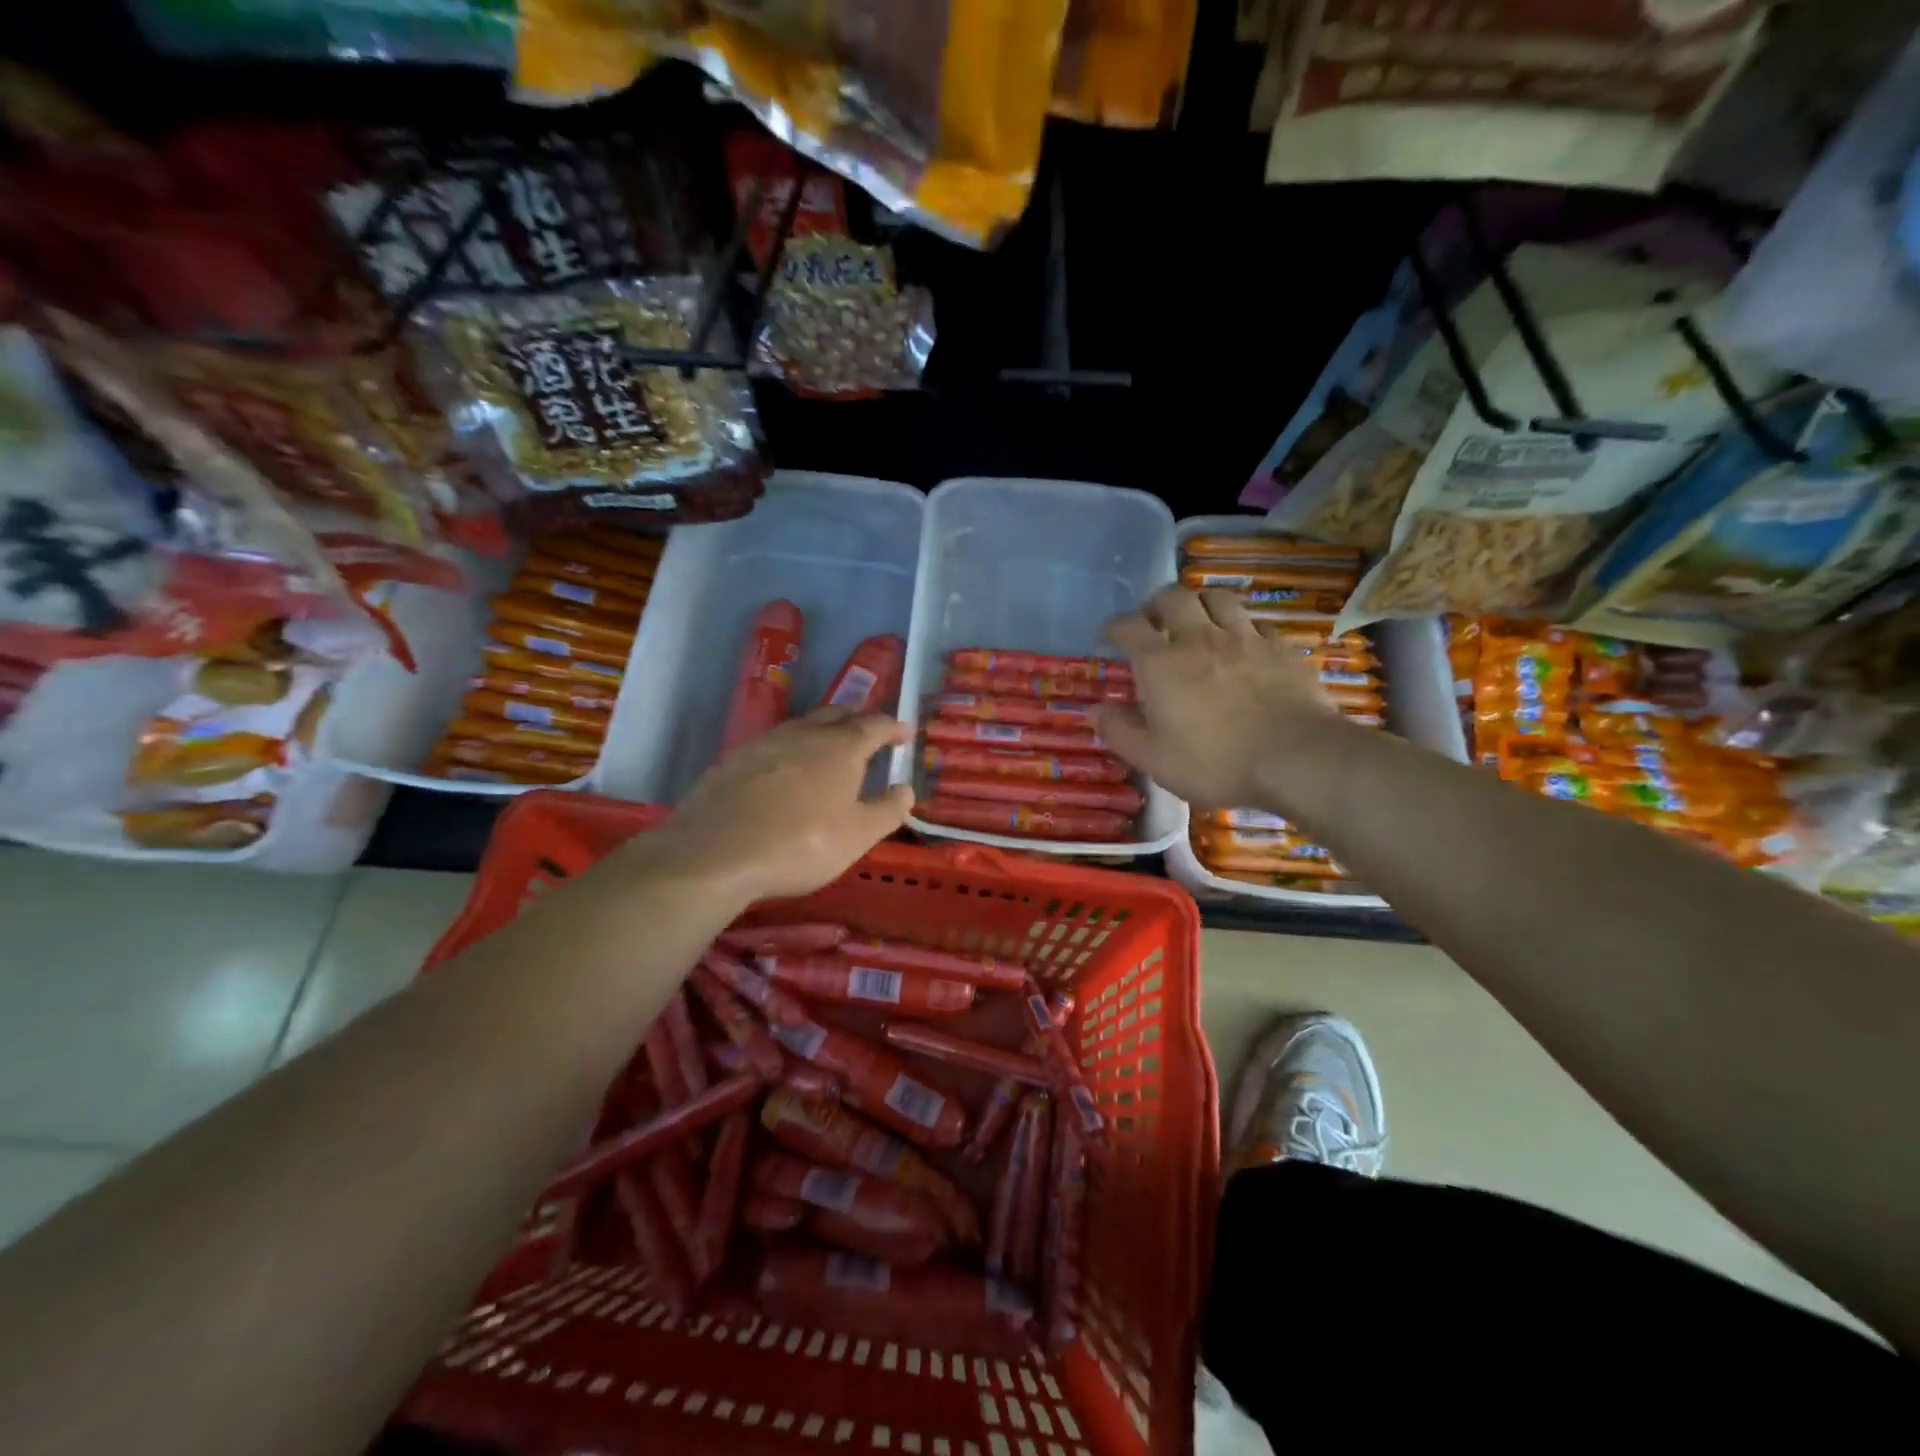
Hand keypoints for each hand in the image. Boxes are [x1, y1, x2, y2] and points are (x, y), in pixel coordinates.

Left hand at [641, 708, 912, 904]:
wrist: (714, 853)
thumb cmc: (800, 844)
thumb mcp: (857, 836)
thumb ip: (887, 810)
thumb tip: (906, 789)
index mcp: (840, 748)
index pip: (874, 725)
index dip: (893, 727)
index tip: (905, 732)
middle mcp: (803, 734)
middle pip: (836, 715)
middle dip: (857, 720)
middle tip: (869, 734)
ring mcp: (764, 743)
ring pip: (801, 727)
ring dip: (822, 732)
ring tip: (829, 750)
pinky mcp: (733, 760)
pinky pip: (772, 745)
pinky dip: (790, 751)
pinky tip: (785, 772)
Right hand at [1091, 587, 1349, 808]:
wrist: (1296, 758)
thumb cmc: (1214, 761)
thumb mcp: (1153, 758)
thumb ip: (1119, 731)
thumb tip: (1095, 710)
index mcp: (1161, 663)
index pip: (1128, 626)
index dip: (1114, 627)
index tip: (1110, 638)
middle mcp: (1199, 638)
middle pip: (1173, 597)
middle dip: (1157, 605)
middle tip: (1155, 624)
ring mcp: (1244, 638)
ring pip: (1217, 598)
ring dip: (1201, 604)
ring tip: (1198, 623)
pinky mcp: (1281, 648)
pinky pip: (1256, 623)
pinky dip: (1242, 628)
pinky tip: (1243, 647)